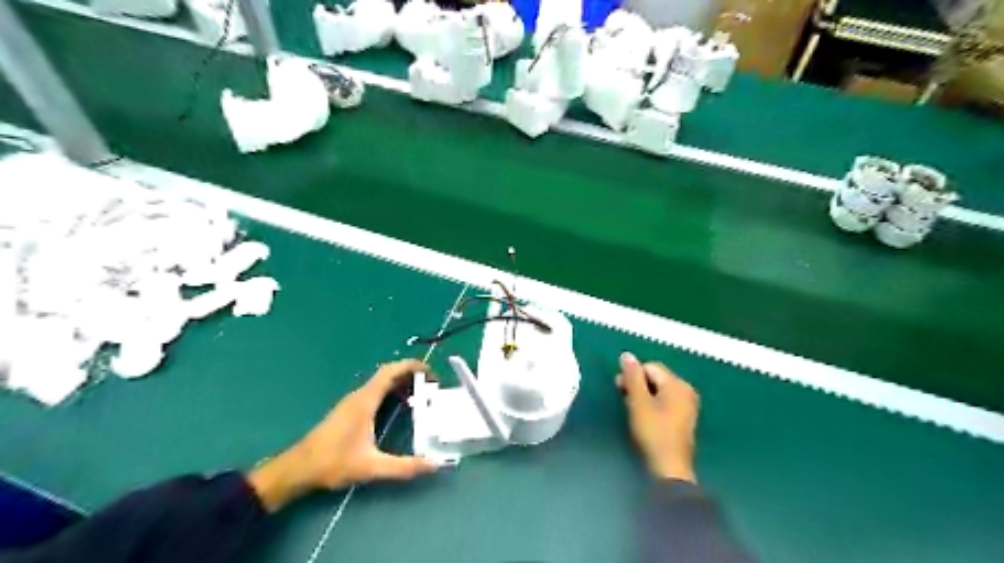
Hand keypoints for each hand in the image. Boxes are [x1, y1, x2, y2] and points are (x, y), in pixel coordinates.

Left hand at [247, 361, 435, 510]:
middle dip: (411, 374)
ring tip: (422, 396)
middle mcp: (360, 395)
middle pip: (389, 373)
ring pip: (382, 382)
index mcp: (365, 401)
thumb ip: (404, 467)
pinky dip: (392, 392)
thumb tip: (434, 465)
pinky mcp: (350, 410)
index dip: (412, 367)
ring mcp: (354, 401)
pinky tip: (401, 407)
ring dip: (402, 383)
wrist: (297, 469)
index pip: (391, 371)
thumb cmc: (332, 463)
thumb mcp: (372, 467)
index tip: (431, 374)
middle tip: (432, 386)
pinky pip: (376, 391)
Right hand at [612, 351, 699, 483]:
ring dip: (643, 395)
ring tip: (631, 408)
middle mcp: (686, 391)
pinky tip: (644, 417)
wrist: (670, 467)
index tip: (619, 388)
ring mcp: (687, 405)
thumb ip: (632, 376)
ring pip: (659, 390)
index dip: (632, 375)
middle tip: (622, 397)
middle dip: (638, 384)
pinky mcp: (684, 418)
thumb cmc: (653, 431)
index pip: (650, 367)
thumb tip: (626, 355)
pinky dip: (652, 404)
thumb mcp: (638, 402)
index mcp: (677, 384)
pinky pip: (665, 401)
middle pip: (656, 377)